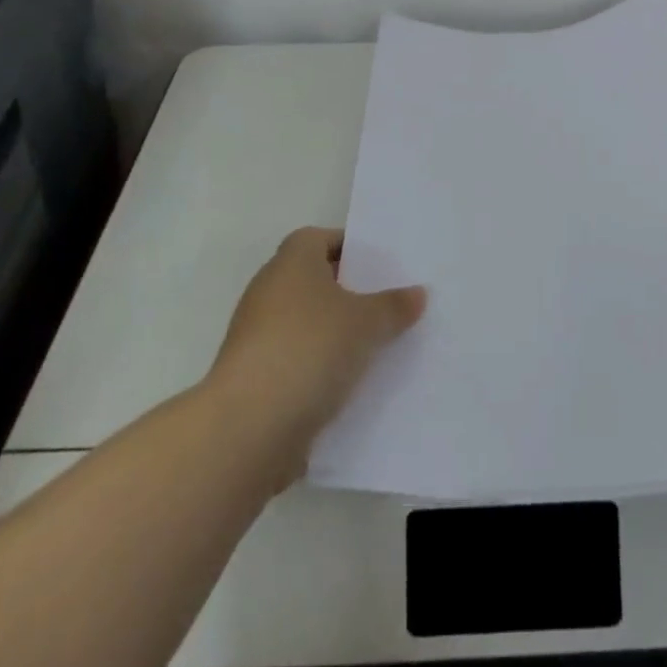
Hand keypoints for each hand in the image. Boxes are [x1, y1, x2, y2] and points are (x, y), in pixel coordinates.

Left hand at [211, 228, 426, 445]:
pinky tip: (347, 384)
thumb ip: (394, 306)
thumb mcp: (367, 323)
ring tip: (374, 347)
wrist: (247, 428)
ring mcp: (255, 335)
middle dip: (346, 292)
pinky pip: (294, 359)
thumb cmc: (310, 349)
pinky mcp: (252, 377)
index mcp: (291, 262)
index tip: (378, 266)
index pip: (320, 238)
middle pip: (312, 280)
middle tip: (384, 305)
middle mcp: (268, 290)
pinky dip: (317, 367)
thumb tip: (418, 293)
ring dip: (332, 333)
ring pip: (304, 323)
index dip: (349, 248)